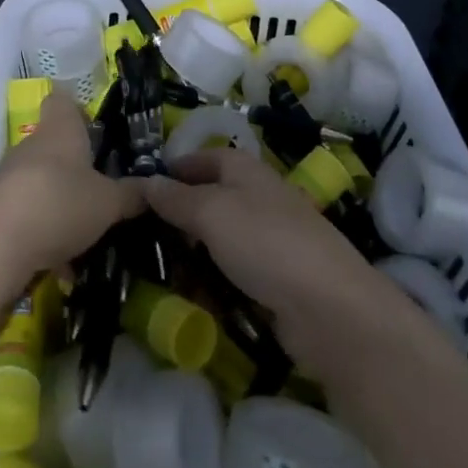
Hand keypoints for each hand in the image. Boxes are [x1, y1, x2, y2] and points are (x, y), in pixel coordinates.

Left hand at [0, 92, 146, 277]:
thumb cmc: (59, 203)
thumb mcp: (108, 202)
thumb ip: (131, 195)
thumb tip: (152, 187)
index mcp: (60, 129)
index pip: (63, 101)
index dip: (79, 110)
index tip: (98, 130)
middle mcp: (32, 145)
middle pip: (56, 147)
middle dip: (78, 169)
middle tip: (106, 191)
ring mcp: (10, 177)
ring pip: (44, 184)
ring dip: (63, 206)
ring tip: (90, 236)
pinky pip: (30, 216)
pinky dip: (46, 236)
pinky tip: (63, 268)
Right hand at [145, 146, 405, 377]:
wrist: (329, 309)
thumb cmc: (265, 243)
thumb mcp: (210, 212)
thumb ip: (175, 198)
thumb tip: (144, 181)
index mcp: (244, 169)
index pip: (201, 158)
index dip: (171, 170)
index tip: (137, 191)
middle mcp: (257, 197)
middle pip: (208, 199)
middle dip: (176, 216)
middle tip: (139, 236)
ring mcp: (268, 240)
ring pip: (218, 239)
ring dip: (191, 253)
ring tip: (156, 270)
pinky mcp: (274, 280)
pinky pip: (232, 273)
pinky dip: (212, 281)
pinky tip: (190, 297)